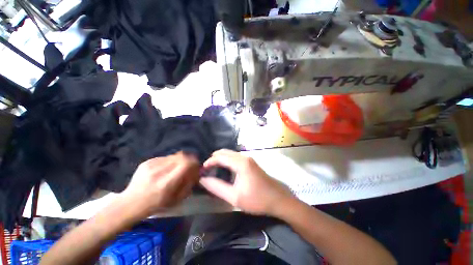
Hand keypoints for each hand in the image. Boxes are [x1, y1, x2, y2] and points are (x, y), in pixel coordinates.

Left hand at [121, 152, 199, 216]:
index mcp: (166, 183)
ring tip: (177, 168)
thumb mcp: (176, 200)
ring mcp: (151, 165)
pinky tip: (166, 169)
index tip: (196, 166)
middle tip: (189, 166)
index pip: (186, 164)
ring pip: (174, 155)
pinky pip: (165, 157)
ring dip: (180, 160)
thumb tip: (196, 172)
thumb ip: (188, 185)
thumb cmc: (155, 205)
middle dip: (189, 160)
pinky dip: (170, 161)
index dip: (194, 163)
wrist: (130, 203)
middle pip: (181, 156)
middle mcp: (159, 171)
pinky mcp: (147, 162)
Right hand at [200, 149, 293, 215]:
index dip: (209, 162)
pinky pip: (235, 157)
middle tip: (207, 170)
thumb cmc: (256, 199)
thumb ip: (217, 187)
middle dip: (214, 158)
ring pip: (230, 153)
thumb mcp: (234, 197)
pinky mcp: (251, 162)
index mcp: (240, 163)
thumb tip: (203, 180)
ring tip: (213, 169)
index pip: (220, 157)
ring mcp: (249, 158)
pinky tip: (225, 169)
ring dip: (220, 158)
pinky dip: (227, 160)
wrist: (278, 199)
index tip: (202, 170)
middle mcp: (244, 157)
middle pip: (225, 152)